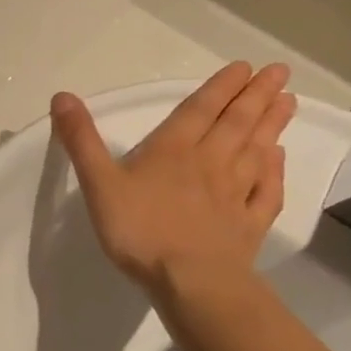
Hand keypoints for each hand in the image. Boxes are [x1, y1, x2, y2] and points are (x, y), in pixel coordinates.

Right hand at [50, 63, 295, 293]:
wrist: (191, 283)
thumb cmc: (140, 230)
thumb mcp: (99, 183)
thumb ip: (81, 140)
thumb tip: (62, 96)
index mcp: (174, 150)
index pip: (200, 110)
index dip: (221, 87)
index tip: (245, 67)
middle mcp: (210, 163)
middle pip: (236, 123)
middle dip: (256, 96)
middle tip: (279, 72)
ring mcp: (235, 194)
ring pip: (257, 151)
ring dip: (272, 124)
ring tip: (288, 101)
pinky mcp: (249, 225)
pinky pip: (267, 191)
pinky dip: (276, 171)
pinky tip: (280, 159)